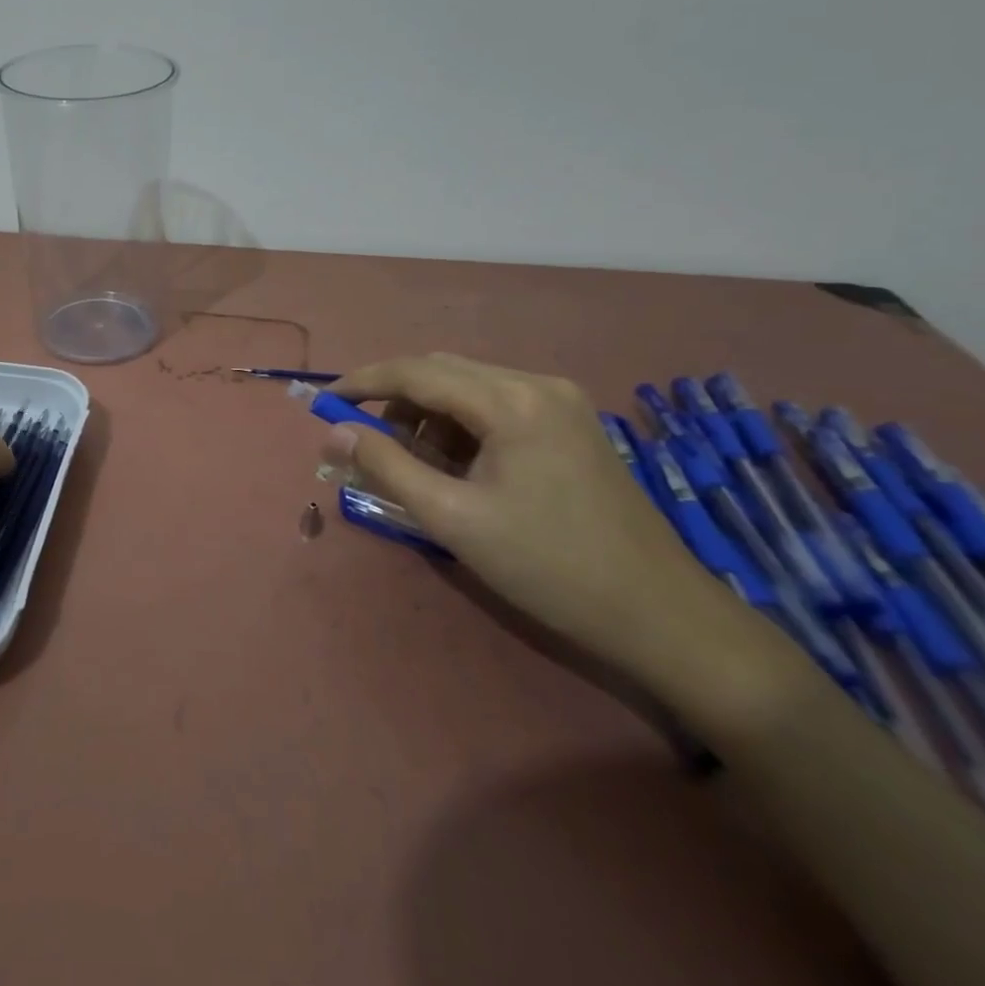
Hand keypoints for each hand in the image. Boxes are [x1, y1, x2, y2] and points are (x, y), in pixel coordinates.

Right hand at [325, 353, 744, 679]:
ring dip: (427, 417)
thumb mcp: (452, 519)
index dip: (363, 382)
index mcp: (512, 400)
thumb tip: (334, 431)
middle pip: (442, 372)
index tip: (324, 402)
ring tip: (413, 467)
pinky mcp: (571, 424)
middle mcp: (537, 384)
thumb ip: (386, 467)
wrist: (660, 614)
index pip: (417, 371)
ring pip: (468, 388)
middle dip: (395, 401)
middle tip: (363, 442)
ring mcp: (560, 402)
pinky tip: (456, 469)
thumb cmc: (548, 566)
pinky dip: (461, 428)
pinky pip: (495, 407)